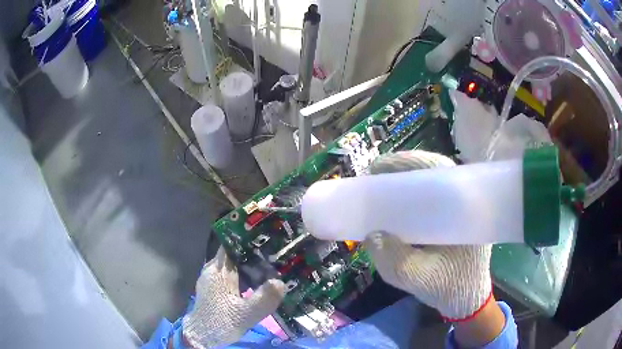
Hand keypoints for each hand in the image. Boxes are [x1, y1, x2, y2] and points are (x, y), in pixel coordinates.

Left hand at [182, 248, 285, 347]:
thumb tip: (281, 282)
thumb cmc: (222, 322)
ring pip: (230, 265)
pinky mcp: (211, 287)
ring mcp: (209, 278)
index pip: (232, 246)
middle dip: (251, 255)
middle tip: (273, 256)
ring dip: (246, 266)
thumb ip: (264, 298)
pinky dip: (240, 275)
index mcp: (220, 271)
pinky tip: (252, 283)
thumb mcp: (247, 314)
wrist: (202, 335)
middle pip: (232, 255)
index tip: (266, 241)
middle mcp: (212, 270)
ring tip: (266, 268)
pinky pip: (227, 274)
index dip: (248, 242)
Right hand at [363, 151, 492, 320]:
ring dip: (408, 181)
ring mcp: (462, 209)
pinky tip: (398, 205)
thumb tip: (371, 235)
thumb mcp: (420, 279)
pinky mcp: (455, 219)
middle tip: (375, 174)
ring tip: (383, 185)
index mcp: (466, 209)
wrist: (468, 300)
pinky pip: (434, 198)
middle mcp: (467, 201)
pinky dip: (414, 197)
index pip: (439, 170)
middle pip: (435, 171)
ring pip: (434, 182)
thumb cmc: (451, 288)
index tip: (379, 167)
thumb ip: (395, 262)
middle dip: (404, 168)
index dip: (409, 163)